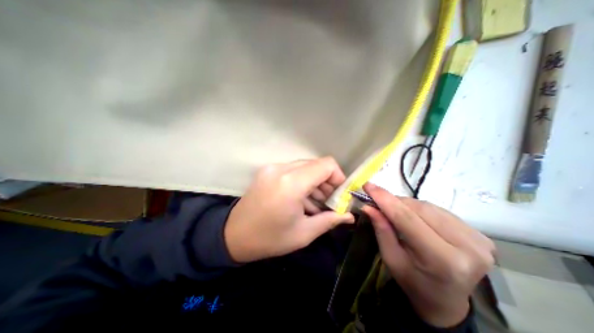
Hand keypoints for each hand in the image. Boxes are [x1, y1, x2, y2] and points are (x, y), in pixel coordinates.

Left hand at [223, 157, 351, 263]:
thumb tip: (349, 216)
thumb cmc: (270, 239)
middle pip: (316, 164)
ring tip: (314, 202)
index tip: (338, 194)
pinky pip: (293, 170)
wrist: (233, 235)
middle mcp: (281, 169)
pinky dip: (302, 181)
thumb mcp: (304, 233)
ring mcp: (272, 167)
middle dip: (327, 181)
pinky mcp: (267, 170)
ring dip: (314, 181)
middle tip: (328, 201)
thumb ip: (330, 220)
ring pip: (305, 166)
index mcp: (291, 183)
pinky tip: (301, 198)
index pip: (326, 165)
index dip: (338, 177)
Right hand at [362, 185, 497, 327]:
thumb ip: (381, 230)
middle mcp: (467, 247)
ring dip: (406, 204)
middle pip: (419, 209)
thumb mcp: (391, 259)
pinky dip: (420, 209)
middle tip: (377, 201)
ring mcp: (478, 240)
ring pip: (428, 206)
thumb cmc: (413, 282)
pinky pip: (439, 210)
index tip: (368, 185)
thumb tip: (368, 206)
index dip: (385, 199)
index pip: (407, 218)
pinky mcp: (480, 235)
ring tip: (394, 210)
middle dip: (394, 201)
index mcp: (442, 260)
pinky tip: (413, 216)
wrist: (446, 301)